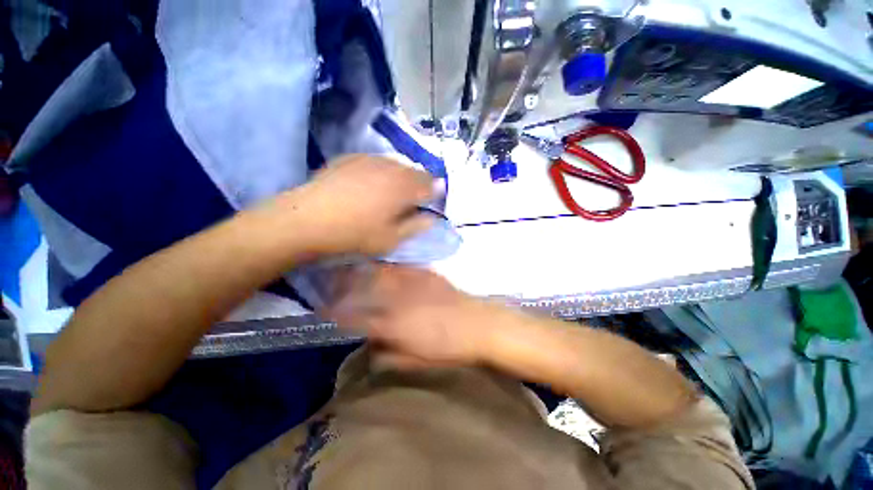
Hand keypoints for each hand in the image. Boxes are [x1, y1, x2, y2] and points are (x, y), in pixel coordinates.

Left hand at [295, 155, 437, 255]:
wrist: (308, 219)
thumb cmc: (355, 234)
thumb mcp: (392, 239)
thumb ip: (416, 226)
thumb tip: (432, 218)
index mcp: (405, 188)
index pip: (431, 184)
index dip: (435, 192)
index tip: (432, 201)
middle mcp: (391, 168)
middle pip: (415, 171)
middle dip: (420, 183)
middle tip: (415, 197)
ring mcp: (370, 159)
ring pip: (397, 164)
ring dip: (402, 175)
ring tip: (395, 189)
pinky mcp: (351, 158)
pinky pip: (376, 160)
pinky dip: (383, 170)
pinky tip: (373, 181)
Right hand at [325, 264, 497, 366]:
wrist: (478, 325)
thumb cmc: (448, 348)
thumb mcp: (416, 361)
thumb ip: (389, 355)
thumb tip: (369, 349)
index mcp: (393, 325)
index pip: (357, 318)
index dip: (338, 315)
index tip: (324, 310)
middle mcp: (398, 299)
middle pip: (365, 289)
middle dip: (345, 285)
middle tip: (332, 282)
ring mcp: (413, 283)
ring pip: (381, 273)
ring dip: (364, 271)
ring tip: (352, 269)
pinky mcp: (427, 274)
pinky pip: (403, 267)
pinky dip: (390, 267)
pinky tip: (385, 267)